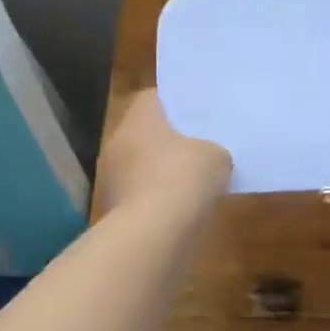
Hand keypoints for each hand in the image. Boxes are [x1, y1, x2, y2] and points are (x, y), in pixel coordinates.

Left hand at [97, 89, 232, 217]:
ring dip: (163, 170)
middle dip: (171, 139)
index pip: (154, 97)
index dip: (177, 103)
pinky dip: (159, 197)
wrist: (154, 233)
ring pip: (143, 164)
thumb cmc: (184, 178)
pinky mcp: (115, 208)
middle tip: (200, 143)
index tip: (198, 112)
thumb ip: (214, 149)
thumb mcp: (216, 156)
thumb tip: (211, 156)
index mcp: (140, 118)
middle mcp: (119, 141)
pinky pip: (142, 193)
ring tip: (195, 178)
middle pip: (147, 132)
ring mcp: (113, 176)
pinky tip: (182, 206)